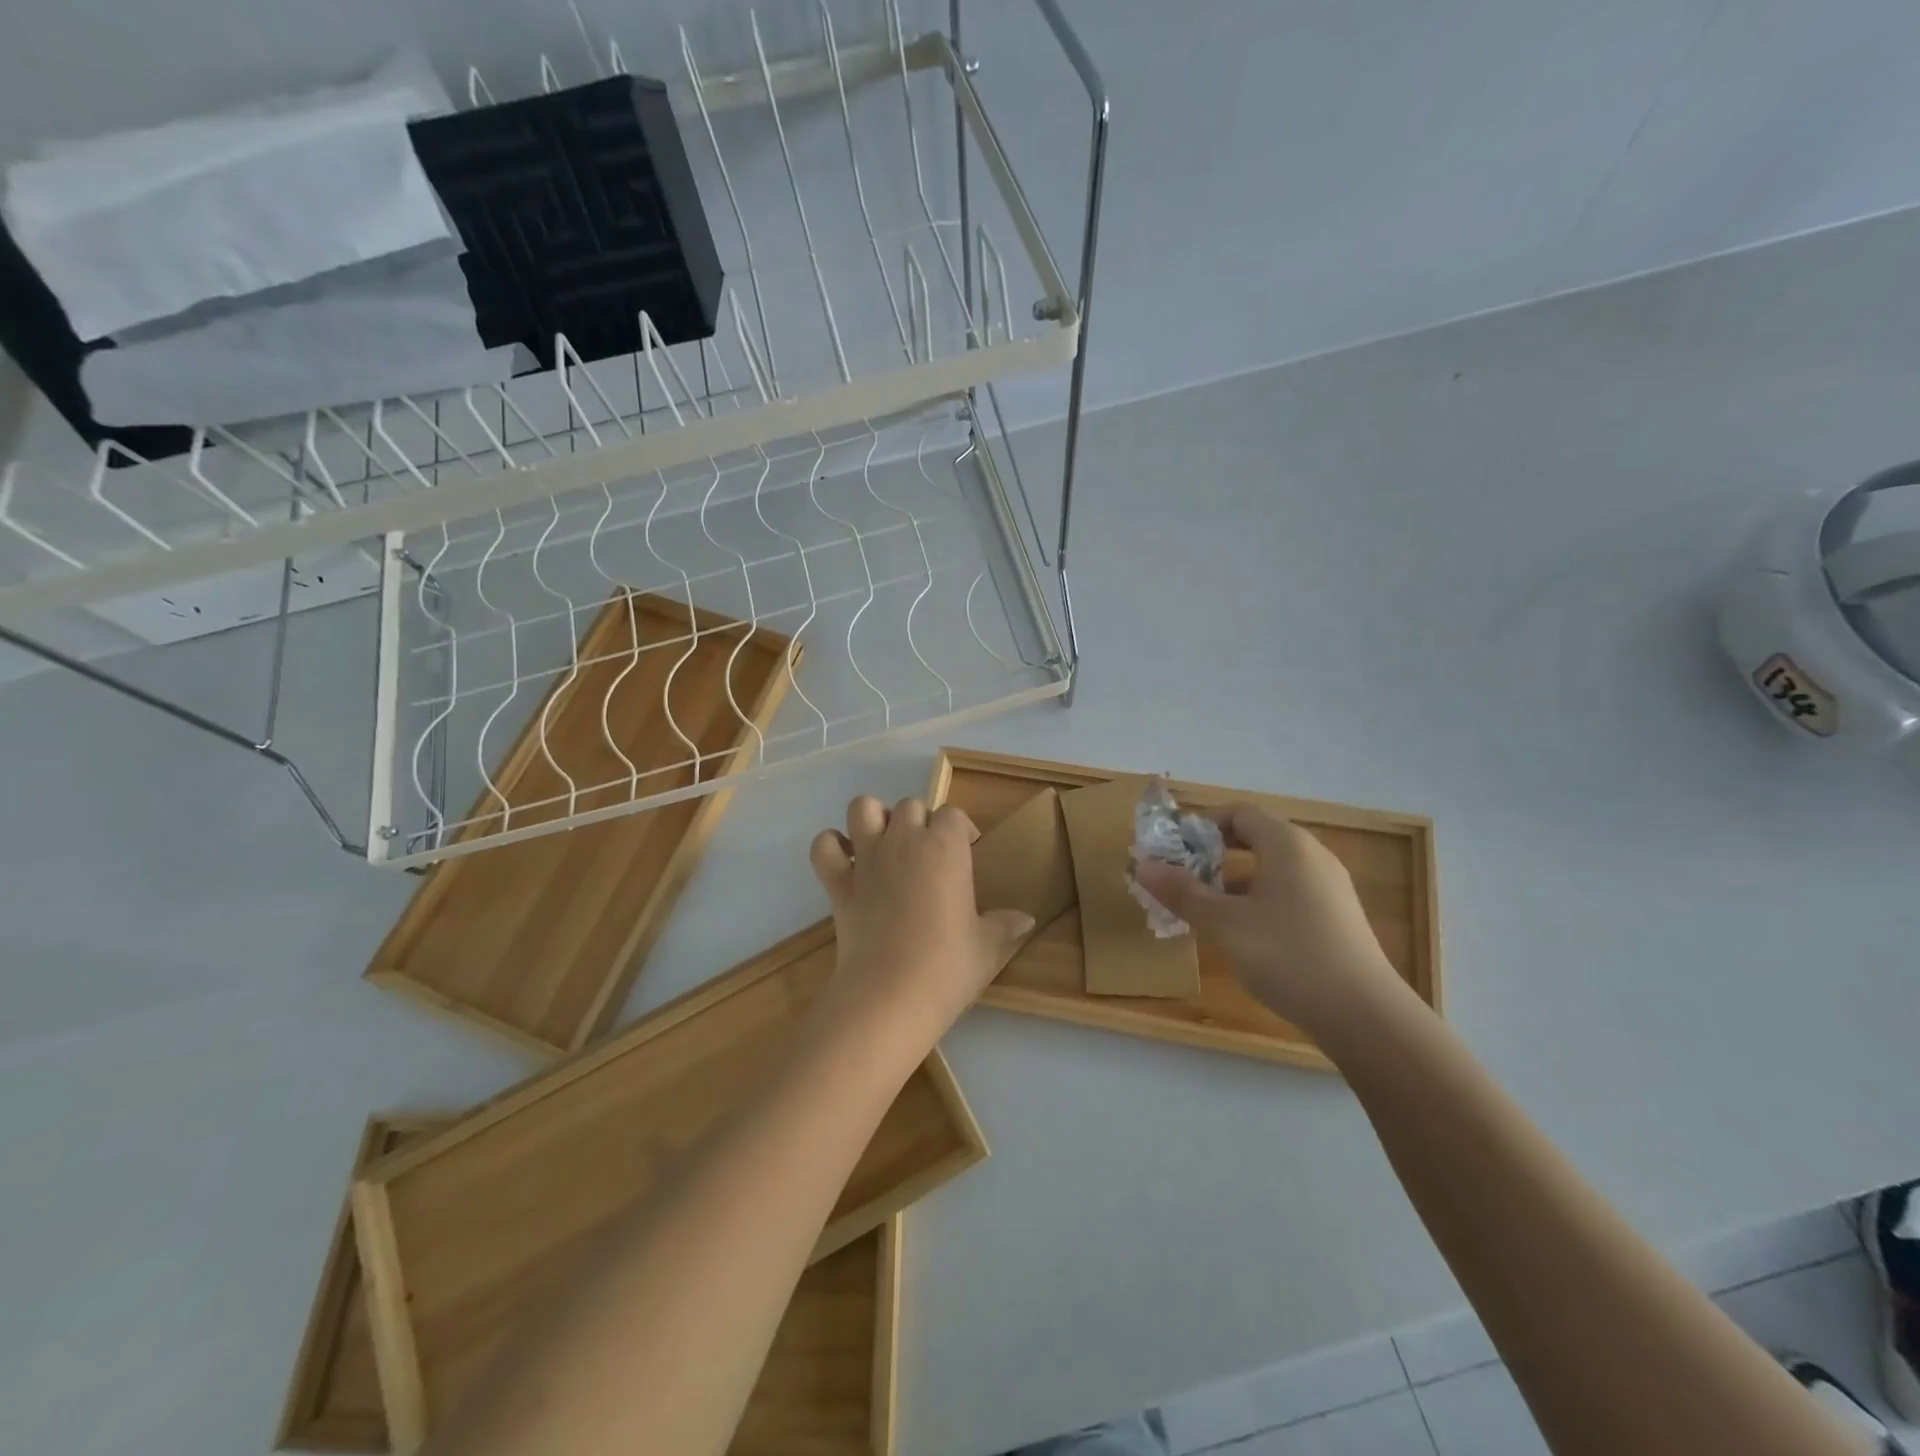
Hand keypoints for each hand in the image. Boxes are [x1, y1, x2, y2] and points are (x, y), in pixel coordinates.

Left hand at [810, 796, 1034, 1045]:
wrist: (890, 996)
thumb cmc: (947, 966)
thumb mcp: (987, 947)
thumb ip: (1006, 926)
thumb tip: (1027, 920)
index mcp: (945, 847)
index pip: (953, 815)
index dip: (961, 830)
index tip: (967, 854)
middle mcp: (904, 840)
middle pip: (911, 806)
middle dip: (920, 823)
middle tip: (929, 856)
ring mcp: (867, 858)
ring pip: (864, 807)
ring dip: (874, 818)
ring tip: (886, 845)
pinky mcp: (837, 883)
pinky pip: (824, 846)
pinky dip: (831, 846)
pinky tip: (846, 862)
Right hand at [1133, 803, 1403, 1037]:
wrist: (1365, 1016)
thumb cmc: (1288, 956)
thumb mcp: (1224, 924)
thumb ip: (1183, 892)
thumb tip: (1142, 866)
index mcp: (1287, 844)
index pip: (1239, 813)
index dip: (1202, 825)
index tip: (1173, 849)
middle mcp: (1312, 856)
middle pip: (1256, 838)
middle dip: (1214, 854)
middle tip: (1183, 878)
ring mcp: (1329, 888)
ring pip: (1272, 869)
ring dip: (1234, 881)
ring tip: (1205, 910)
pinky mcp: (1337, 918)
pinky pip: (1289, 893)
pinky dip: (1259, 901)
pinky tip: (1243, 935)